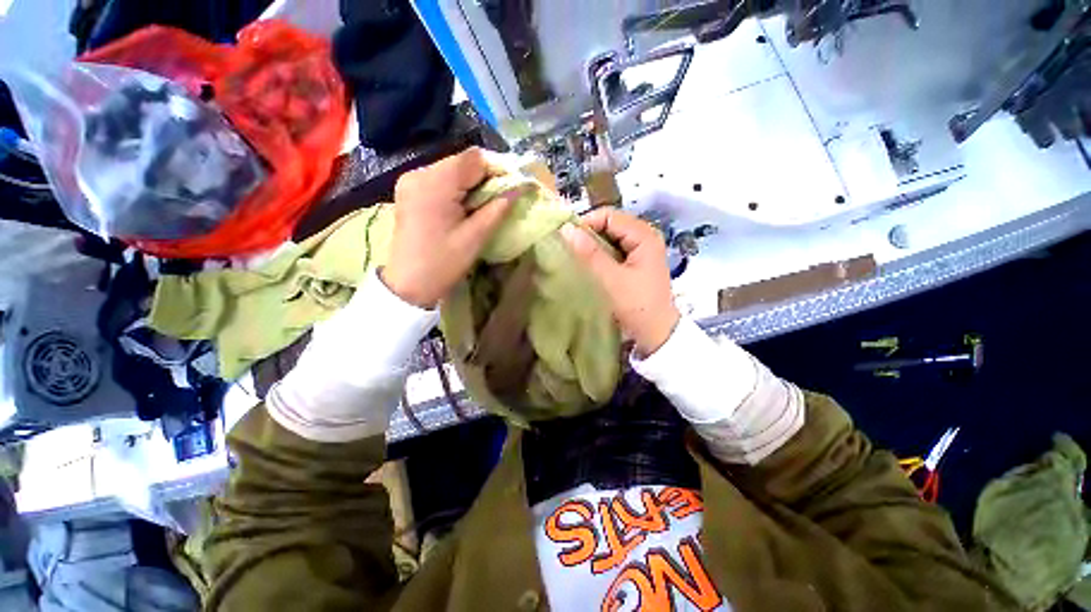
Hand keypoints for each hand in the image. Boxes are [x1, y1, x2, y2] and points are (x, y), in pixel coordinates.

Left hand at [381, 148, 513, 307]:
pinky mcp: (408, 191)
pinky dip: (457, 188)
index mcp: (434, 183)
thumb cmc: (443, 263)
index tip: (513, 186)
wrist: (408, 285)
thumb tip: (519, 189)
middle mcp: (418, 173)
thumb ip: (498, 208)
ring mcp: (410, 181)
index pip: (473, 159)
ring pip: (451, 170)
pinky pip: (439, 180)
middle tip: (502, 197)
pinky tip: (464, 206)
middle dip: (485, 176)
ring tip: (484, 204)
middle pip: (461, 162)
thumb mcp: (475, 237)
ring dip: (472, 183)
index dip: (498, 168)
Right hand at [561, 208, 680, 355]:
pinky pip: (613, 250)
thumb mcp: (611, 279)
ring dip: (592, 246)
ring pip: (610, 238)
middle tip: (570, 250)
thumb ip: (589, 254)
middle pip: (610, 224)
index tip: (567, 240)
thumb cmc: (636, 306)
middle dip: (588, 235)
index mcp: (644, 235)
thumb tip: (565, 229)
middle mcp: (645, 236)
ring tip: (577, 258)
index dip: (586, 224)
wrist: (656, 333)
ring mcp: (641, 249)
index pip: (609, 216)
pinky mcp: (635, 262)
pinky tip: (589, 265)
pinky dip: (599, 255)